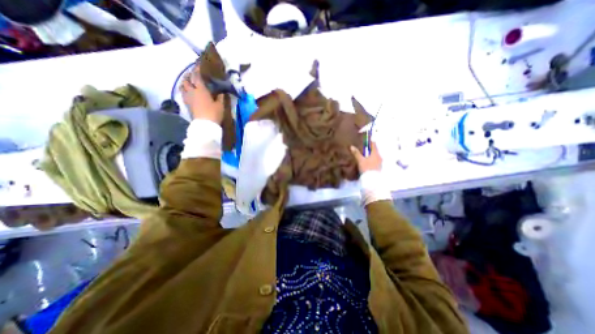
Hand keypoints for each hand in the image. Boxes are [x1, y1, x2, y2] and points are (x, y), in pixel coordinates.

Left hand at [180, 65, 223, 122]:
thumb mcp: (220, 105)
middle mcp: (192, 91)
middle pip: (187, 79)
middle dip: (189, 75)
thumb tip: (221, 92)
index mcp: (201, 90)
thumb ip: (220, 97)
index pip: (197, 76)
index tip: (198, 64)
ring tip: (189, 82)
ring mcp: (188, 98)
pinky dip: (184, 90)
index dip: (197, 69)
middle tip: (193, 74)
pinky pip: (183, 93)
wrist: (205, 125)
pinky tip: (188, 92)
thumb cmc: (214, 113)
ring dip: (185, 82)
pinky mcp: (187, 104)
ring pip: (182, 86)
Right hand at [349, 141, 380, 172]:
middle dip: (369, 149)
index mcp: (375, 153)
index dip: (370, 141)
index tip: (367, 139)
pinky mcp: (379, 168)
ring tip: (365, 156)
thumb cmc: (366, 168)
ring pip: (375, 156)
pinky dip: (371, 160)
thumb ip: (356, 153)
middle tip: (364, 148)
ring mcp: (380, 163)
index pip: (373, 145)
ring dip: (370, 155)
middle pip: (374, 151)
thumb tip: (351, 146)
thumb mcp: (360, 160)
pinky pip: (375, 161)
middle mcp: (379, 157)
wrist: (372, 180)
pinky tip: (367, 162)